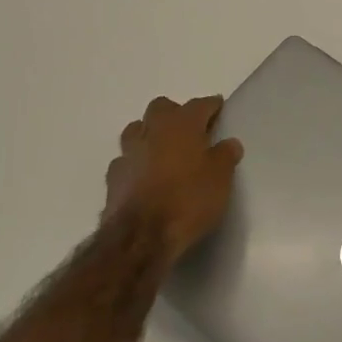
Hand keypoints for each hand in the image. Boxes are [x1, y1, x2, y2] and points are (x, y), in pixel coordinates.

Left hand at [103, 95, 243, 263]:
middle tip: (190, 130)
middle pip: (162, 108)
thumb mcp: (221, 179)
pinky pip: (126, 160)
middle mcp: (153, 130)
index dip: (211, 106)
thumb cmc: (188, 199)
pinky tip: (144, 177)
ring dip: (150, 135)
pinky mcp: (113, 178)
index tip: (219, 108)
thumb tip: (229, 143)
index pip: (200, 104)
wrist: (141, 237)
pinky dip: (136, 164)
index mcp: (182, 124)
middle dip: (175, 114)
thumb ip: (225, 156)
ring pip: (137, 130)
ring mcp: (129, 153)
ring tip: (164, 151)